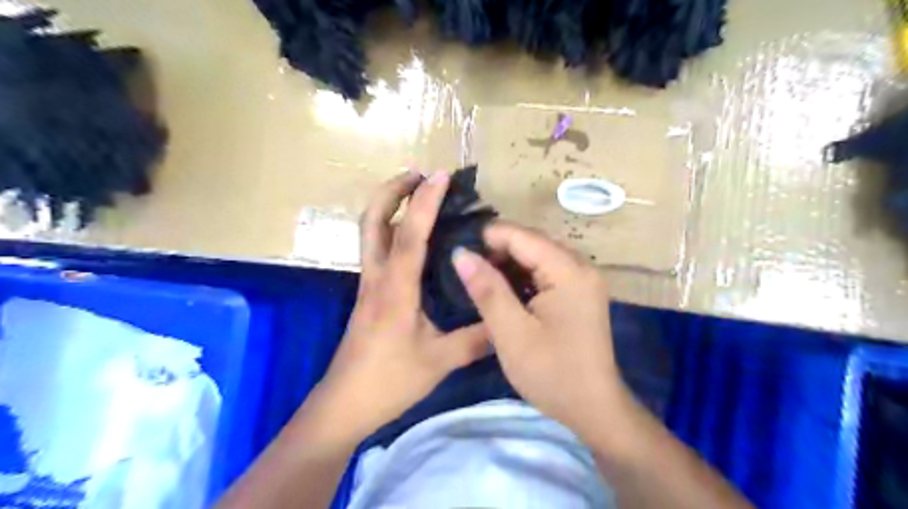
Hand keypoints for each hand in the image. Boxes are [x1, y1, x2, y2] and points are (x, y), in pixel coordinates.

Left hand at [303, 169, 489, 444]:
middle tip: (418, 174)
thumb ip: (476, 339)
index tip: (440, 175)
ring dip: (389, 206)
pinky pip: (378, 249)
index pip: (410, 235)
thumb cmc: (389, 381)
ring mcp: (369, 284)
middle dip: (391, 191)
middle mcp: (377, 278)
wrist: (345, 404)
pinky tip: (413, 236)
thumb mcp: (440, 361)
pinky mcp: (369, 294)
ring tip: (416, 193)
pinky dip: (392, 229)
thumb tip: (507, 318)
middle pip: (371, 221)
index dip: (425, 202)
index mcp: (395, 290)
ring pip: (370, 232)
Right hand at [452, 223, 628, 441]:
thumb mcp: (511, 333)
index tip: (458, 250)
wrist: (594, 408)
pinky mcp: (581, 293)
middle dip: (498, 251)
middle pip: (533, 242)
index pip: (523, 236)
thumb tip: (460, 253)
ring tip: (480, 280)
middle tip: (467, 268)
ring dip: (509, 264)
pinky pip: (547, 271)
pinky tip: (505, 291)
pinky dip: (524, 276)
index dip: (489, 237)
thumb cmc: (552, 373)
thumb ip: (487, 289)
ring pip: (539, 256)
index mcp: (569, 271)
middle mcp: (582, 266)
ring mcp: (584, 279)